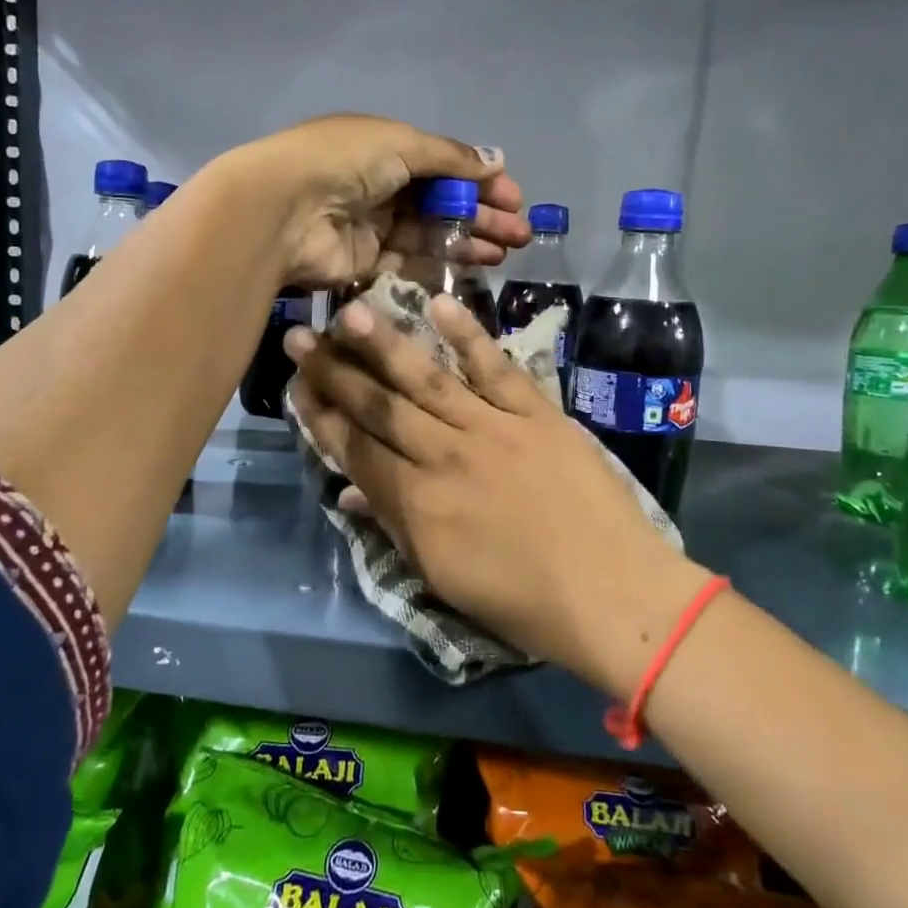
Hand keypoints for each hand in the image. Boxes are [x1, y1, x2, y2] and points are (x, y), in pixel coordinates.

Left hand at [234, 114, 528, 287]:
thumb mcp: (402, 144)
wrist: (285, 210)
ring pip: (431, 235)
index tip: (514, 199)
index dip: (480, 181)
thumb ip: (450, 157)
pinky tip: (472, 269)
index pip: (444, 166)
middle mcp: (381, 186)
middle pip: (441, 203)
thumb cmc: (344, 163)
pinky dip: (440, 265)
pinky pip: (409, 263)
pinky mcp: (365, 263)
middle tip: (520, 235)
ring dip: (468, 241)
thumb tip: (496, 159)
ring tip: (505, 253)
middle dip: (482, 216)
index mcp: (387, 149)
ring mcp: (373, 227)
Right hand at [285, 294, 706, 695]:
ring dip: (384, 343)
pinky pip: (497, 368)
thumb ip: (393, 526)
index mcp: (417, 505)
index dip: (321, 416)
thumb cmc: (522, 601)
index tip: (296, 386)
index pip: (355, 449)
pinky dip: (470, 336)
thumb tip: (348, 490)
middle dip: (335, 373)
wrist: (611, 593)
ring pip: (427, 379)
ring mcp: (493, 429)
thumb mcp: (442, 577)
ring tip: (348, 311)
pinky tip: (440, 306)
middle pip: (379, 407)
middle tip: (301, 337)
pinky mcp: (537, 414)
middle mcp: (445, 456)